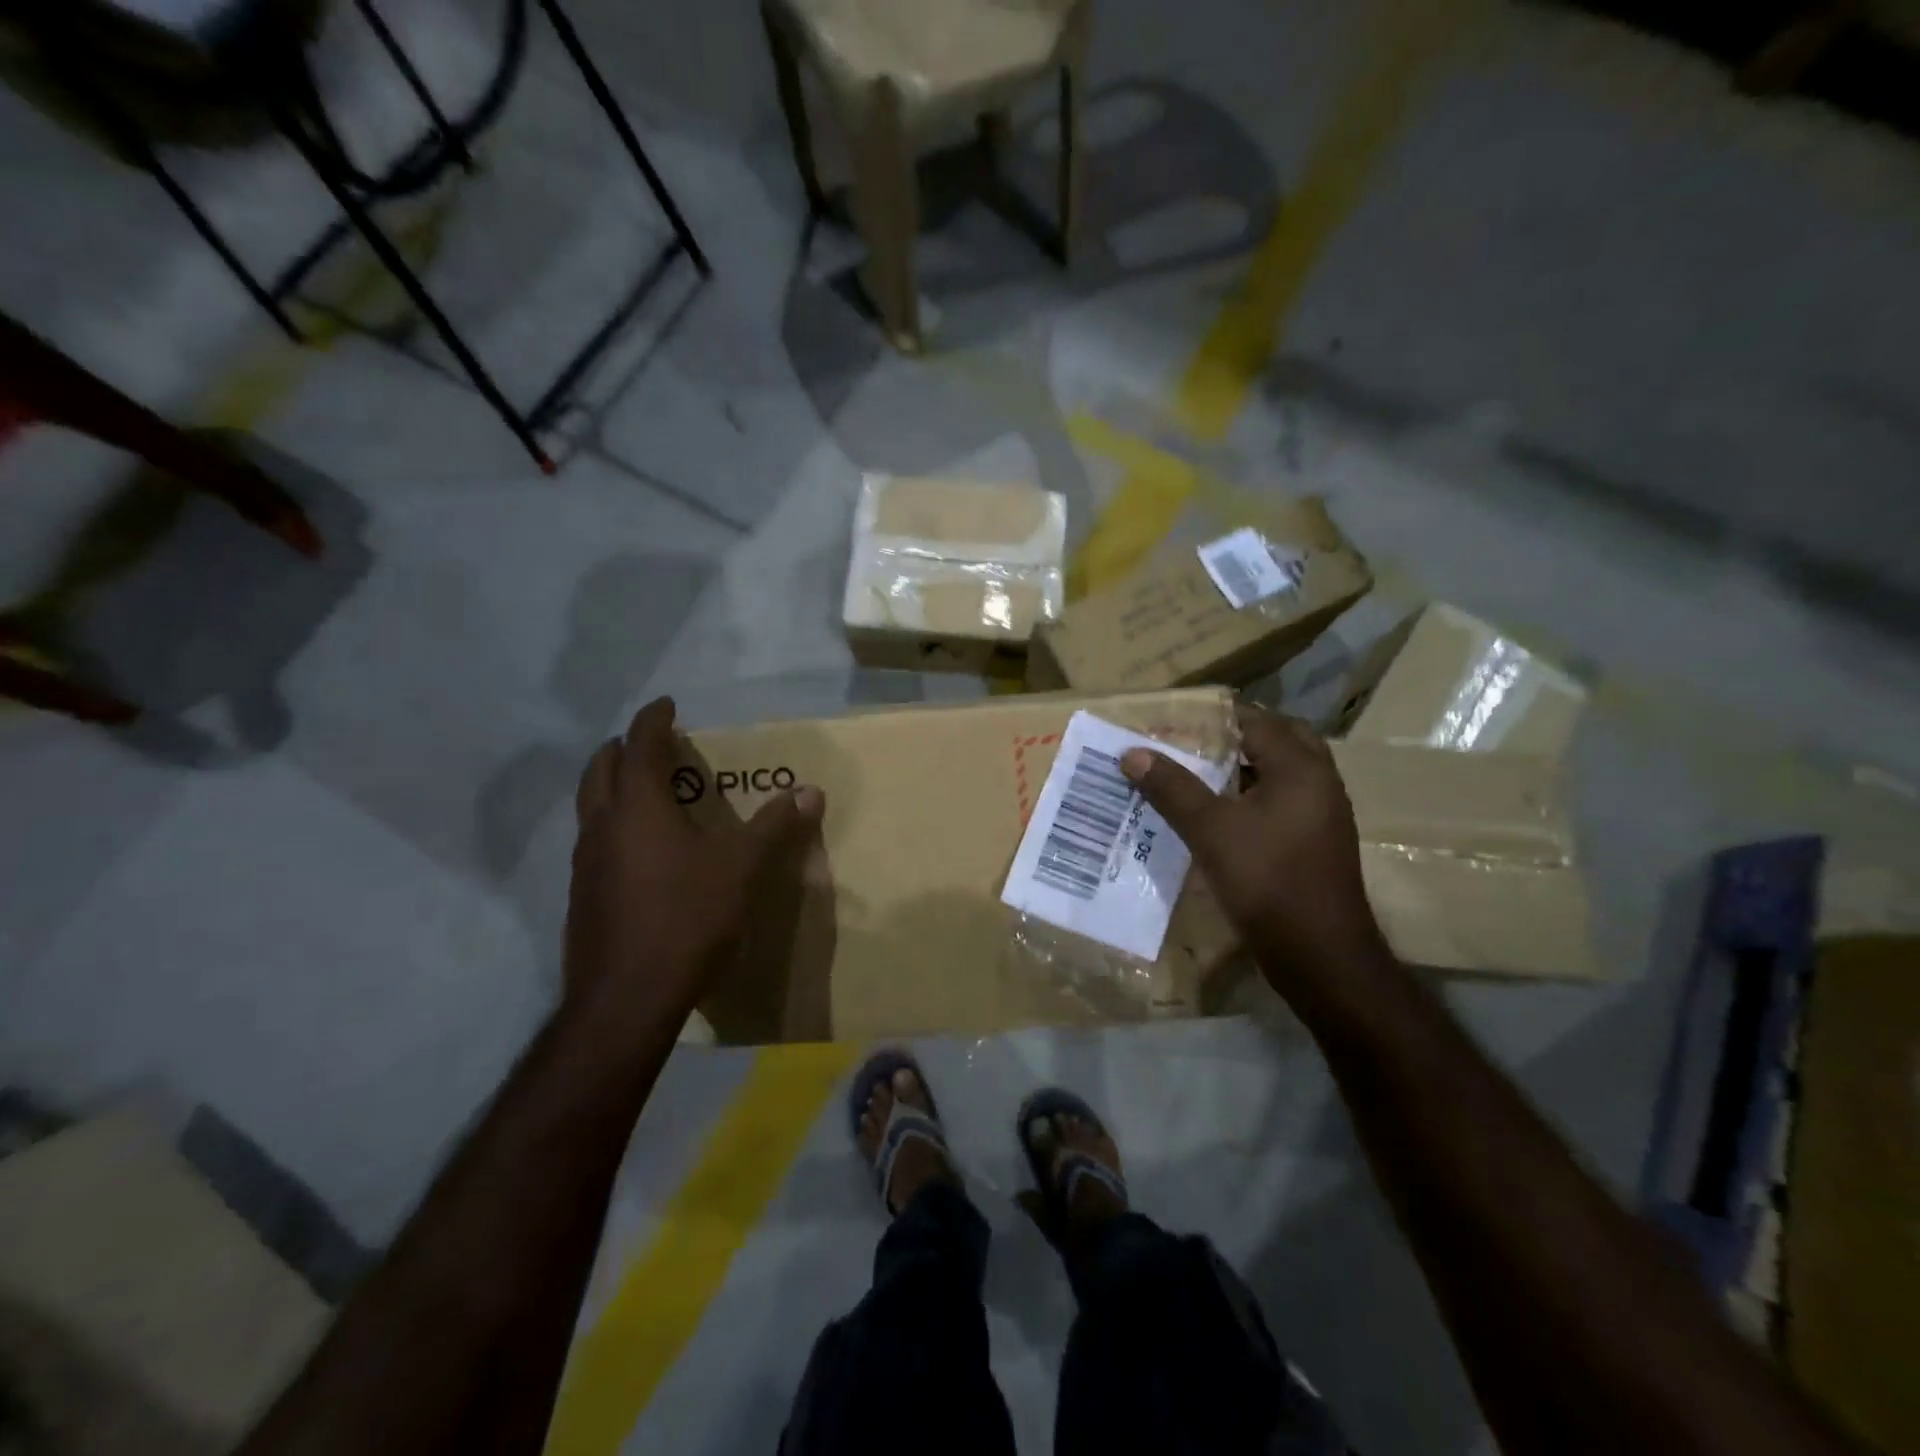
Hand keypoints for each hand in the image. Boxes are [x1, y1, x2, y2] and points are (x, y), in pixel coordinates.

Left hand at [565, 697, 823, 1031]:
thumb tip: (811, 791)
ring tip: (643, 791)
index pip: (639, 746)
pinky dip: (612, 826)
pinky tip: (639, 853)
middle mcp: (602, 827)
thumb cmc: (686, 918)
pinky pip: (593, 843)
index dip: (652, 721)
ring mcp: (584, 865)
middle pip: (599, 771)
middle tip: (648, 743)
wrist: (626, 998)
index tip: (666, 704)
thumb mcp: (740, 867)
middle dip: (621, 749)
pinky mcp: (582, 898)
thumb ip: (774, 826)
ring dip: (611, 788)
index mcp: (638, 808)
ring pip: (591, 808)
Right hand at [1121, 706, 1387, 996]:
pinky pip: (1281, 804)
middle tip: (1190, 742)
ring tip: (1195, 773)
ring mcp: (1321, 816)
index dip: (1215, 717)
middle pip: (1277, 742)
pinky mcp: (1315, 844)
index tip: (1175, 719)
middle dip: (1235, 738)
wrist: (1319, 955)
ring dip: (1242, 769)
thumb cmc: (1267, 880)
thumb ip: (1172, 788)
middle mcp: (1318, 783)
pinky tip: (1216, 815)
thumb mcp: (1210, 830)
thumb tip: (1132, 754)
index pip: (1257, 721)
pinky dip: (1251, 799)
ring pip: (1279, 775)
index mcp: (1300, 768)